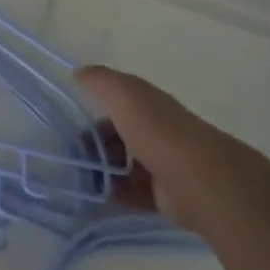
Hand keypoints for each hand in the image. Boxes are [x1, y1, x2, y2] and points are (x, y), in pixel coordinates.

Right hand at [77, 65, 258, 229]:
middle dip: (95, 147)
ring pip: (124, 167)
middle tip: (74, 158)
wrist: (195, 178)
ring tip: (81, 179)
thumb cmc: (156, 130)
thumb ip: (100, 80)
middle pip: (120, 138)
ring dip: (102, 173)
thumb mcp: (124, 93)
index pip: (118, 105)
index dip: (95, 112)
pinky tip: (96, 197)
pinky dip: (114, 195)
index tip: (73, 127)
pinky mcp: (164, 196)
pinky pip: (132, 194)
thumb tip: (79, 73)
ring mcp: (162, 165)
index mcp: (149, 106)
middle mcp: (157, 133)